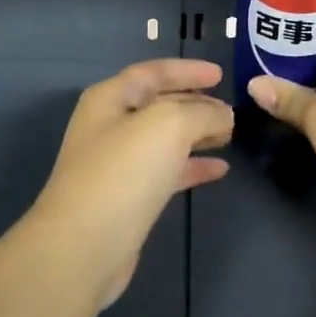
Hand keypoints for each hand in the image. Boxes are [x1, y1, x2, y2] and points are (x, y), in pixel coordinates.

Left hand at [34, 59, 232, 305]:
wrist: (84, 246)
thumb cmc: (123, 171)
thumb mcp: (170, 125)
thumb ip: (202, 112)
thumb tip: (223, 114)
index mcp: (110, 99)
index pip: (153, 72)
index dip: (187, 71)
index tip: (220, 74)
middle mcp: (110, 126)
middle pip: (159, 105)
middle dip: (196, 104)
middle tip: (231, 110)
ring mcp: (117, 164)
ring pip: (165, 140)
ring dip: (197, 135)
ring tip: (230, 135)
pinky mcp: (128, 198)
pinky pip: (166, 171)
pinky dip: (192, 166)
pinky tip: (219, 170)